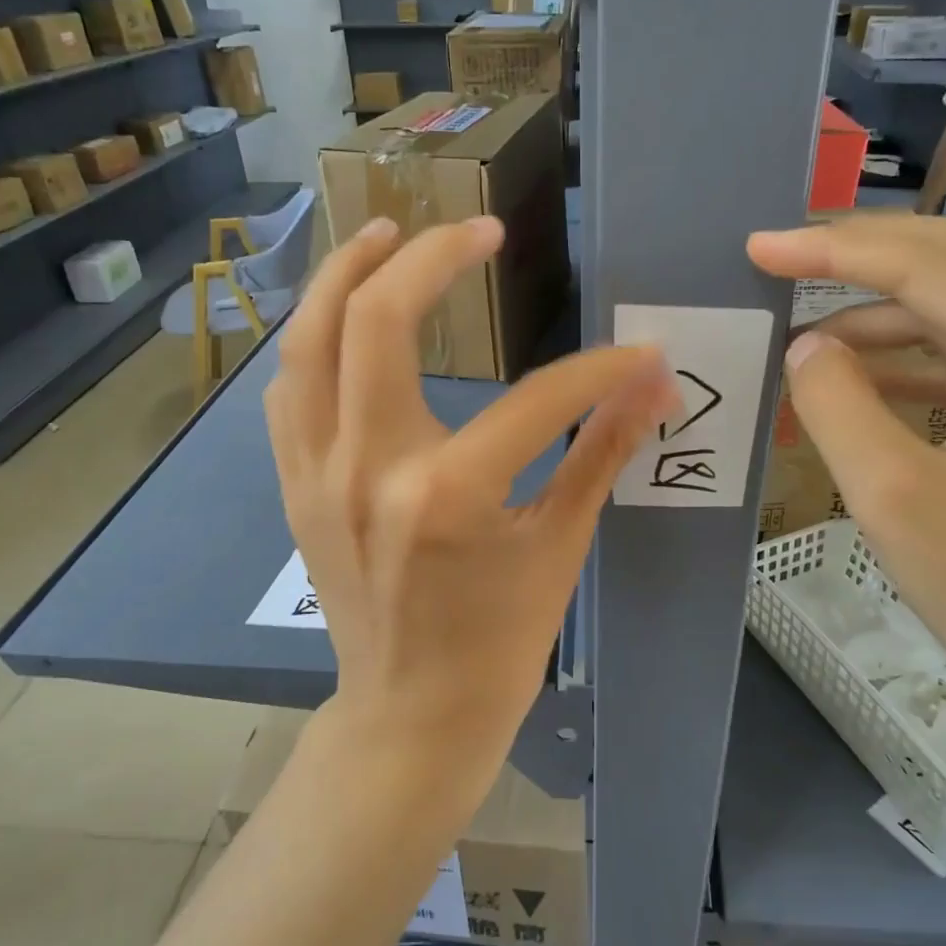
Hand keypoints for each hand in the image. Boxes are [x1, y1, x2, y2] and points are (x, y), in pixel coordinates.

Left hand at [265, 215, 675, 780]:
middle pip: (379, 320)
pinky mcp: (295, 485)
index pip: (537, 399)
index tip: (638, 358)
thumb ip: (604, 456)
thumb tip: (655, 386)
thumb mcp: (560, 549)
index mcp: (448, 494)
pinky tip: (345, 320)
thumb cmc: (497, 646)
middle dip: (433, 257)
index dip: (599, 370)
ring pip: (309, 339)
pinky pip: (289, 389)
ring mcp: (317, 473)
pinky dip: (315, 341)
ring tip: (385, 232)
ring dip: (346, 274)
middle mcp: (368, 468)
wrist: (410, 716)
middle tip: (476, 229)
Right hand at [747, 215, 945, 743]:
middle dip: (863, 254)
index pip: (930, 266)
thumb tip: (806, 346)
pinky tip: (855, 374)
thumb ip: (836, 403)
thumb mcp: (894, 497)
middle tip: (783, 258)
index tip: (760, 247)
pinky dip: (909, 356)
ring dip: (882, 310)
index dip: (834, 249)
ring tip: (804, 329)